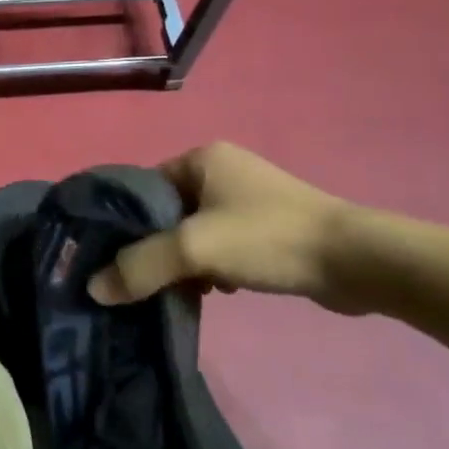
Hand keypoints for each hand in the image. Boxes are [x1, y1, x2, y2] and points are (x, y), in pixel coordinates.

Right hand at [88, 142, 365, 311]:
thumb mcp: (195, 249)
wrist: (355, 261)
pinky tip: (218, 290)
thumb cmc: (267, 239)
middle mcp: (222, 170)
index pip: (143, 187)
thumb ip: (141, 267)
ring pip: (195, 231)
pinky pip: (222, 243)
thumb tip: (93, 288)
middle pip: (168, 212)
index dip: (124, 222)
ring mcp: (248, 198)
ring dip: (186, 262)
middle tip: (143, 281)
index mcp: (201, 158)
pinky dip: (213, 266)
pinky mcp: (268, 227)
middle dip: (156, 247)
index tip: (110, 259)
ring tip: (183, 290)